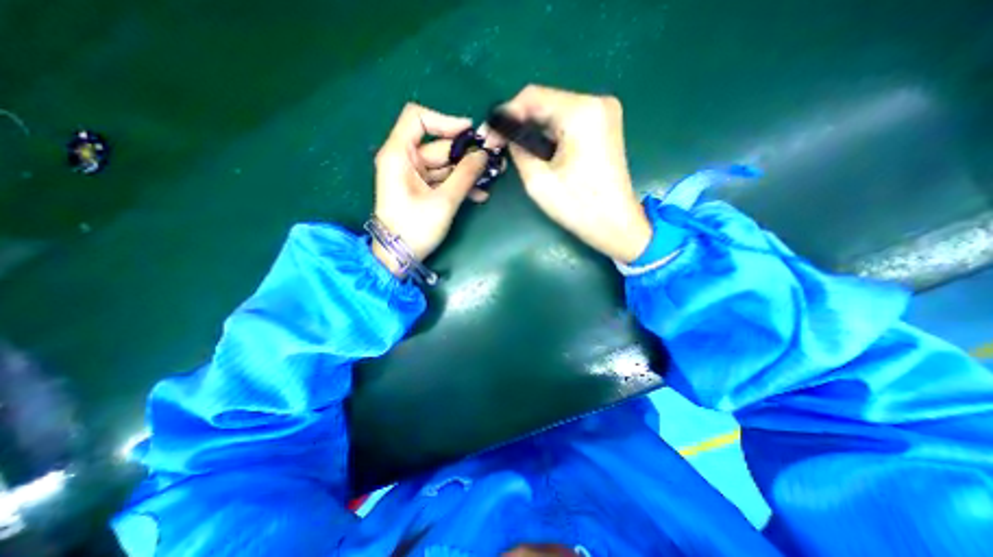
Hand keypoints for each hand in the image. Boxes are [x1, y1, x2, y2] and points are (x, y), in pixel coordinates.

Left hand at [372, 102, 496, 276]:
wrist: (399, 257)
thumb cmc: (415, 229)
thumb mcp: (443, 201)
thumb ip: (465, 175)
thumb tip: (484, 155)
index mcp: (399, 155)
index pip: (417, 118)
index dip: (445, 120)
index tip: (471, 132)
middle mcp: (404, 160)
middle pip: (438, 145)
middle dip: (466, 154)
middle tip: (492, 159)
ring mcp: (413, 176)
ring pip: (444, 165)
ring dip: (467, 172)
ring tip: (492, 178)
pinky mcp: (422, 190)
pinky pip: (443, 180)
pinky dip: (460, 185)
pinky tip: (480, 195)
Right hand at [497, 84, 652, 263]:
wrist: (616, 225)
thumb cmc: (578, 207)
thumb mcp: (538, 180)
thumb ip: (517, 149)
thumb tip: (506, 135)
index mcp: (581, 112)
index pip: (532, 96)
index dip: (505, 114)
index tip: (488, 135)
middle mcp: (596, 103)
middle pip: (545, 103)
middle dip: (518, 123)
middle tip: (497, 144)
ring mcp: (604, 114)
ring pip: (555, 113)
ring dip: (532, 130)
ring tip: (514, 150)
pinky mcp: (604, 128)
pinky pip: (568, 123)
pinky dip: (549, 135)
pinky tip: (537, 150)